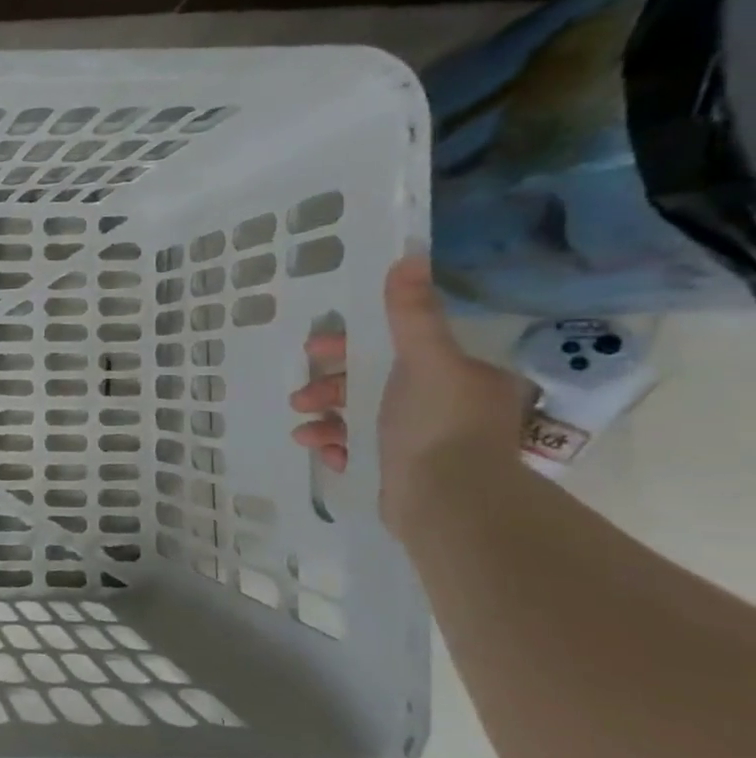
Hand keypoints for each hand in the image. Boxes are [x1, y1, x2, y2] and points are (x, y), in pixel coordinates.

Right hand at [289, 255, 530, 534]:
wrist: (447, 500)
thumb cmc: (435, 423)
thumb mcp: (424, 360)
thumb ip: (411, 314)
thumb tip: (409, 256)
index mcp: (458, 378)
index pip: (396, 350)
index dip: (350, 347)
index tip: (313, 352)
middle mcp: (446, 408)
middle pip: (371, 386)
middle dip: (329, 391)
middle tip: (300, 399)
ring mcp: (425, 445)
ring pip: (360, 421)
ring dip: (326, 422)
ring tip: (303, 433)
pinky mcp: (403, 475)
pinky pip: (360, 453)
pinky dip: (338, 450)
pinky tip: (326, 454)